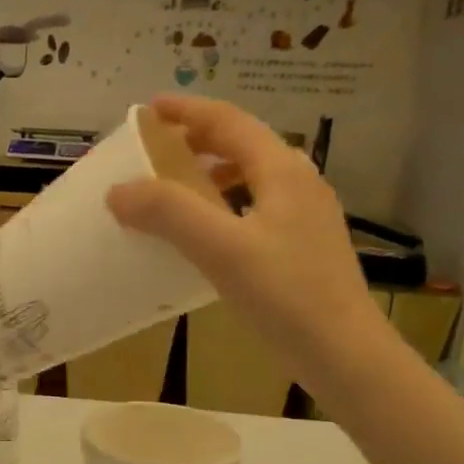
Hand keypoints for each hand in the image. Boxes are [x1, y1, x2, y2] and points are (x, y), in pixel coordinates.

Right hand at [107, 94, 388, 390]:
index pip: (229, 122)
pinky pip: (256, 207)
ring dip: (211, 174)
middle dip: (197, 140)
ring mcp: (306, 215)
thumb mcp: (221, 249)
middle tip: (156, 150)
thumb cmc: (286, 295)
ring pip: (251, 177)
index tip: (148, 109)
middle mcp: (298, 182)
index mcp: (282, 170)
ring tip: (176, 189)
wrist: (345, 353)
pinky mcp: (304, 246)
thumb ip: (169, 213)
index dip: (187, 111)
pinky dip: (224, 205)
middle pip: (243, 145)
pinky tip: (208, 235)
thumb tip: (118, 191)